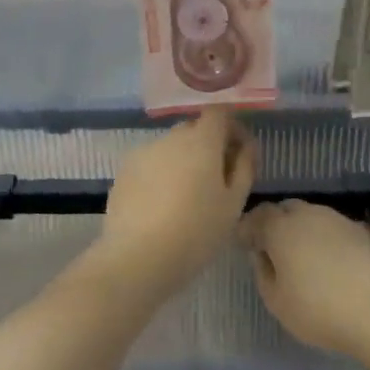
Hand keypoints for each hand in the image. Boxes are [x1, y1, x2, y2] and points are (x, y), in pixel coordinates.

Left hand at [99, 110, 255, 287]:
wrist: (138, 257)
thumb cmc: (196, 232)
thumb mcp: (233, 204)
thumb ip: (243, 167)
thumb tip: (245, 146)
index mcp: (201, 141)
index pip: (218, 113)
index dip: (231, 127)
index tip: (238, 152)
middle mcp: (170, 138)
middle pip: (193, 129)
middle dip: (207, 145)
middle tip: (216, 179)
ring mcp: (143, 152)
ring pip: (170, 147)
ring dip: (182, 160)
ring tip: (186, 197)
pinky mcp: (124, 171)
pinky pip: (150, 163)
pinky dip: (160, 174)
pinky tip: (161, 204)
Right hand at [239, 201, 369, 359]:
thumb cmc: (320, 310)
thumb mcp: (277, 302)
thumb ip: (262, 273)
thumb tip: (262, 255)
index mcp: (281, 228)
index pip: (257, 215)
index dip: (248, 228)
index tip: (245, 244)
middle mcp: (308, 214)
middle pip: (285, 209)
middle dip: (274, 224)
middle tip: (272, 248)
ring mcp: (338, 220)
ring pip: (311, 216)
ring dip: (301, 229)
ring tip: (301, 256)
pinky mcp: (362, 232)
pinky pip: (333, 228)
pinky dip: (324, 238)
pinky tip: (328, 262)